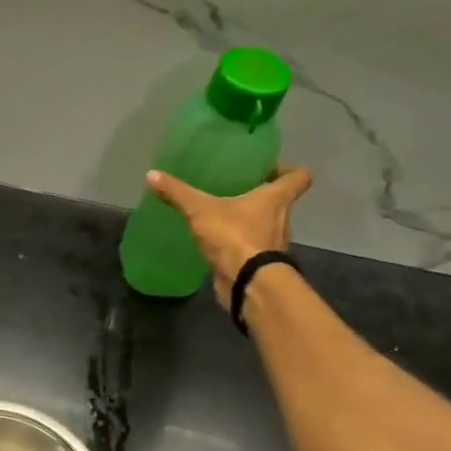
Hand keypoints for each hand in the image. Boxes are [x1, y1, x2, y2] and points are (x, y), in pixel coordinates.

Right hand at [147, 164, 312, 299]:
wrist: (247, 283)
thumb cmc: (234, 236)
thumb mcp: (200, 209)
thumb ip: (177, 192)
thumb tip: (151, 174)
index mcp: (275, 199)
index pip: (298, 177)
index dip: (289, 170)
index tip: (269, 168)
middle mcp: (282, 219)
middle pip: (280, 201)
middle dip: (261, 194)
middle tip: (236, 187)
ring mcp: (274, 243)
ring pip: (267, 224)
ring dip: (250, 220)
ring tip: (223, 214)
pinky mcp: (261, 263)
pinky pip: (252, 246)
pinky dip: (240, 243)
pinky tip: (219, 241)